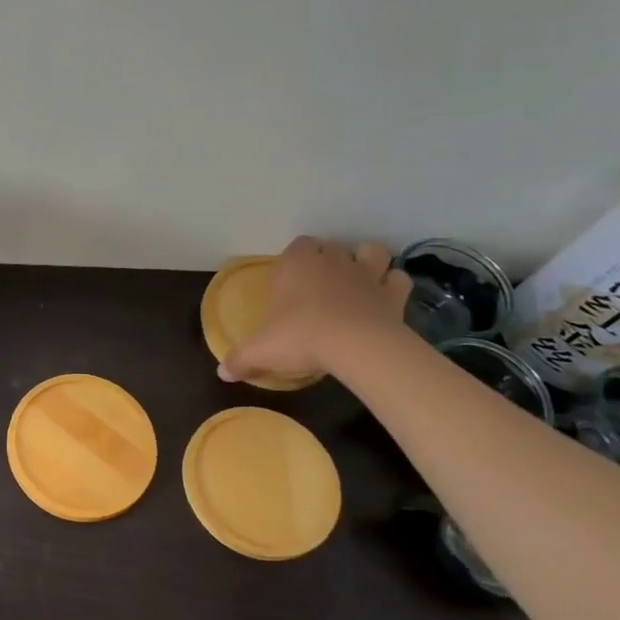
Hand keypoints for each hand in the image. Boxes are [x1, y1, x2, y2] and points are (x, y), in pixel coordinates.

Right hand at [217, 238, 413, 382]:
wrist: (356, 346)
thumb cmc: (300, 337)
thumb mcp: (260, 351)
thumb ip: (240, 359)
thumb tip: (222, 373)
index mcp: (296, 263)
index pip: (297, 246)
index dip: (295, 260)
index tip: (290, 281)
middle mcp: (332, 260)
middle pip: (331, 247)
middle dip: (328, 259)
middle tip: (319, 285)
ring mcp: (366, 273)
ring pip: (370, 251)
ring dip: (366, 261)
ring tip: (357, 281)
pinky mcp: (393, 293)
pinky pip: (397, 279)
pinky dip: (392, 285)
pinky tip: (383, 299)